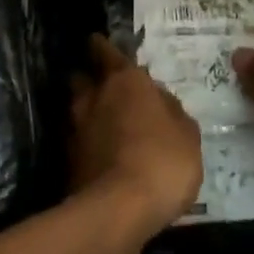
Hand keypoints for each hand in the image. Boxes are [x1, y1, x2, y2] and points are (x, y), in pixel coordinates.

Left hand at [70, 36, 202, 232]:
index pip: (106, 52)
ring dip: (85, 111)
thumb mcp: (187, 134)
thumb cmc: (163, 160)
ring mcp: (76, 129)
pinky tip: (98, 152)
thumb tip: (159, 101)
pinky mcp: (67, 161)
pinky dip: (84, 142)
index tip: (98, 43)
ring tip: (100, 121)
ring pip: (75, 108)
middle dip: (89, 78)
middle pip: (82, 77)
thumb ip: (172, 111)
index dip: (102, 47)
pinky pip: (76, 140)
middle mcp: (95, 97)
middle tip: (102, 85)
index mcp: (125, 81)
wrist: (119, 210)